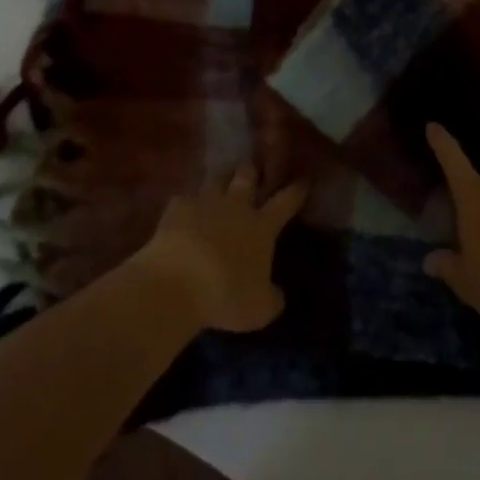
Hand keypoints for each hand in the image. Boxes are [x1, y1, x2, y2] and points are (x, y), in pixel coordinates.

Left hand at [132, 165, 307, 332]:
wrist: (177, 283)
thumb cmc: (225, 296)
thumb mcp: (259, 309)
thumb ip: (272, 298)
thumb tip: (278, 294)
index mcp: (261, 226)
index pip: (285, 202)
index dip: (296, 190)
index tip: (303, 180)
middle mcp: (236, 206)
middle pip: (247, 176)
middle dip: (251, 170)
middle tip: (251, 169)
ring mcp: (206, 202)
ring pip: (217, 179)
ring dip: (220, 179)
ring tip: (220, 181)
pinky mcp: (177, 207)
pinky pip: (184, 198)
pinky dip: (186, 203)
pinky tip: (183, 209)